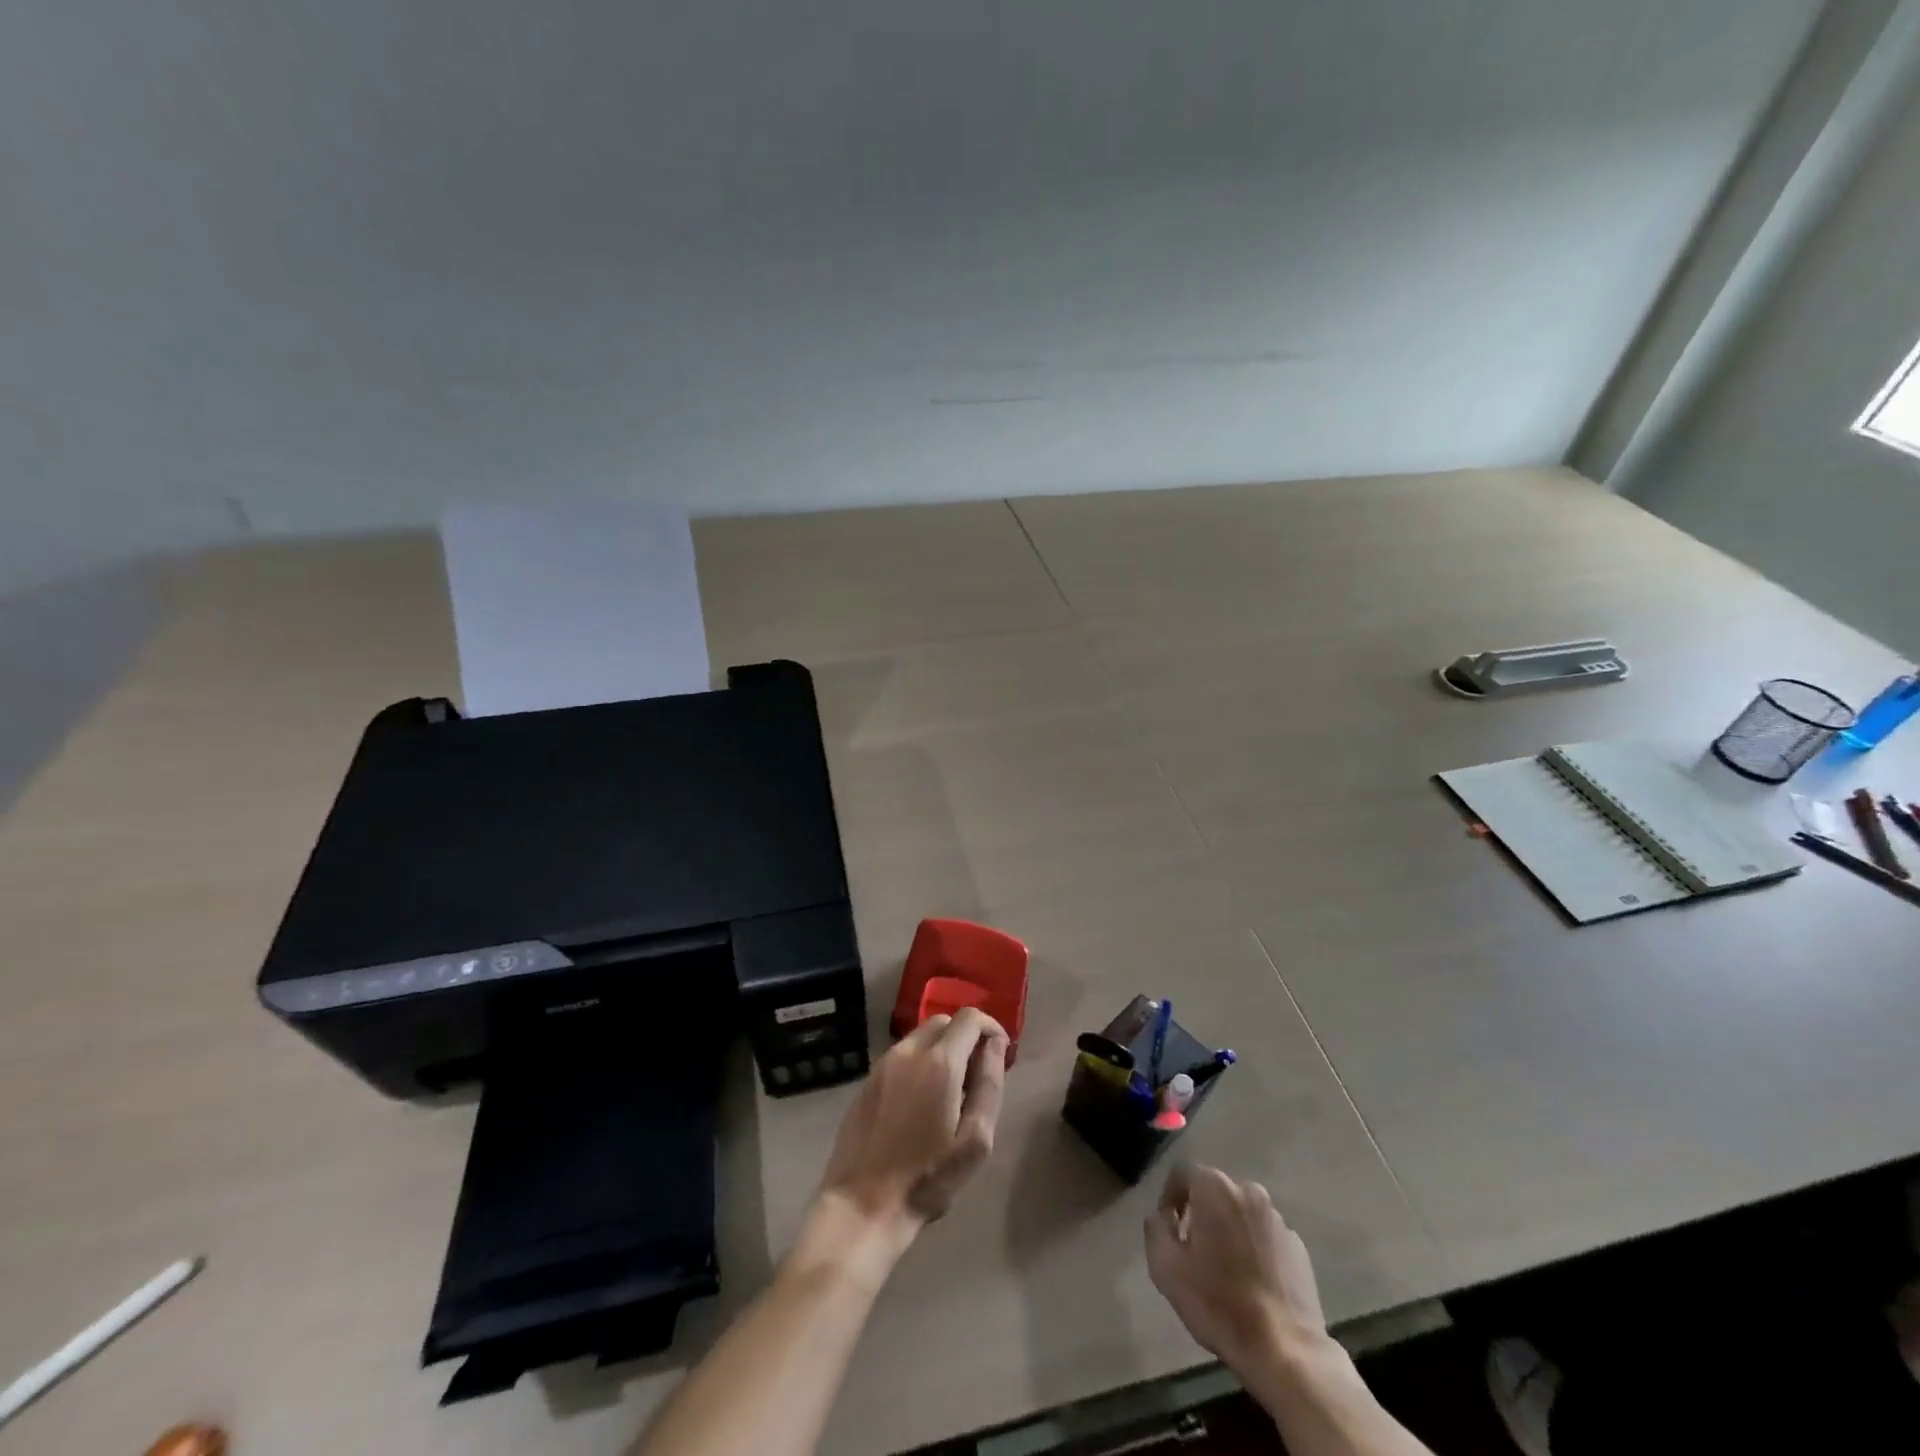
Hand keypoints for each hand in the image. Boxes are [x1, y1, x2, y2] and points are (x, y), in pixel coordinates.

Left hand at [811, 1008, 1008, 1245]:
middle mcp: (909, 1051)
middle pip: (944, 1021)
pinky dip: (919, 1062)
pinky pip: (901, 1056)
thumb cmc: (928, 1177)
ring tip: (950, 1091)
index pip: (970, 1017)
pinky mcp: (868, 1079)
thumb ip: (990, 1085)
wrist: (863, 1204)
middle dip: (966, 1037)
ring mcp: (883, 1063)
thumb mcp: (975, 1141)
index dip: (990, 1027)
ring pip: (920, 1036)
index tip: (1000, 1052)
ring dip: (942, 1049)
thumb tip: (995, 1046)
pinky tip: (921, 1101)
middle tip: (976, 1074)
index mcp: (940, 1062)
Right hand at [1144, 1165, 1328, 1371]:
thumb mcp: (1165, 1267)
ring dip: (1228, 1230)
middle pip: (1214, 1192)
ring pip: (1241, 1213)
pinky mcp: (1298, 1247)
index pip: (1183, 1173)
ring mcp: (1278, 1219)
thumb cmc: (1219, 1303)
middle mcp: (1249, 1192)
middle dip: (1200, 1213)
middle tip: (1193, 1250)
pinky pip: (1264, 1236)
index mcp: (1216, 1188)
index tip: (1169, 1228)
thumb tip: (1164, 1216)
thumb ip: (1156, 1228)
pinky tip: (1250, 1282)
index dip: (1170, 1196)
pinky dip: (1253, 1248)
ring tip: (1224, 1269)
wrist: (1286, 1352)